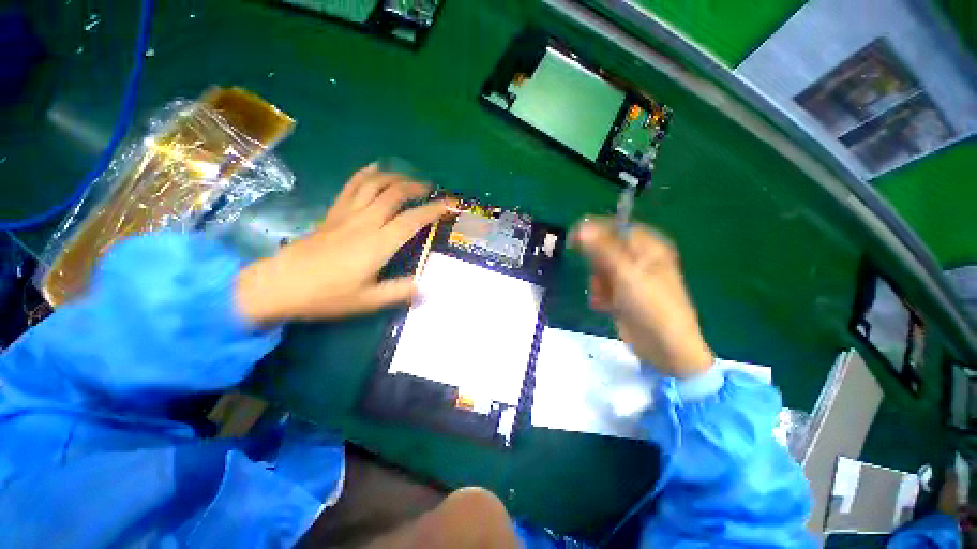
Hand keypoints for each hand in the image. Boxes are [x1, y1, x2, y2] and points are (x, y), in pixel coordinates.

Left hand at [236, 164, 450, 322]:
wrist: (279, 285)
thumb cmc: (326, 295)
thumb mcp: (368, 301)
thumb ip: (400, 292)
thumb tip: (429, 288)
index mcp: (378, 244)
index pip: (412, 220)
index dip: (434, 210)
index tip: (450, 204)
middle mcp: (365, 222)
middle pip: (394, 194)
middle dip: (416, 187)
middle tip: (431, 190)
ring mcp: (346, 214)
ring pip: (373, 184)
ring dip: (394, 177)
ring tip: (408, 179)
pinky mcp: (333, 213)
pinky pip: (351, 186)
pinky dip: (365, 174)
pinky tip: (375, 169)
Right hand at [574, 218, 712, 377]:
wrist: (663, 347)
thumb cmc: (650, 304)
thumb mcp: (625, 272)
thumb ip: (602, 248)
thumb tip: (581, 225)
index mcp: (648, 247)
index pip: (616, 228)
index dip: (595, 232)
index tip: (575, 240)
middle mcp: (639, 259)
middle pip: (606, 250)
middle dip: (596, 264)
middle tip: (596, 275)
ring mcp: (630, 278)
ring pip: (600, 269)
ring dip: (597, 282)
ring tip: (604, 295)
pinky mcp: (622, 295)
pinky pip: (602, 286)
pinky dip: (599, 294)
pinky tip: (603, 305)